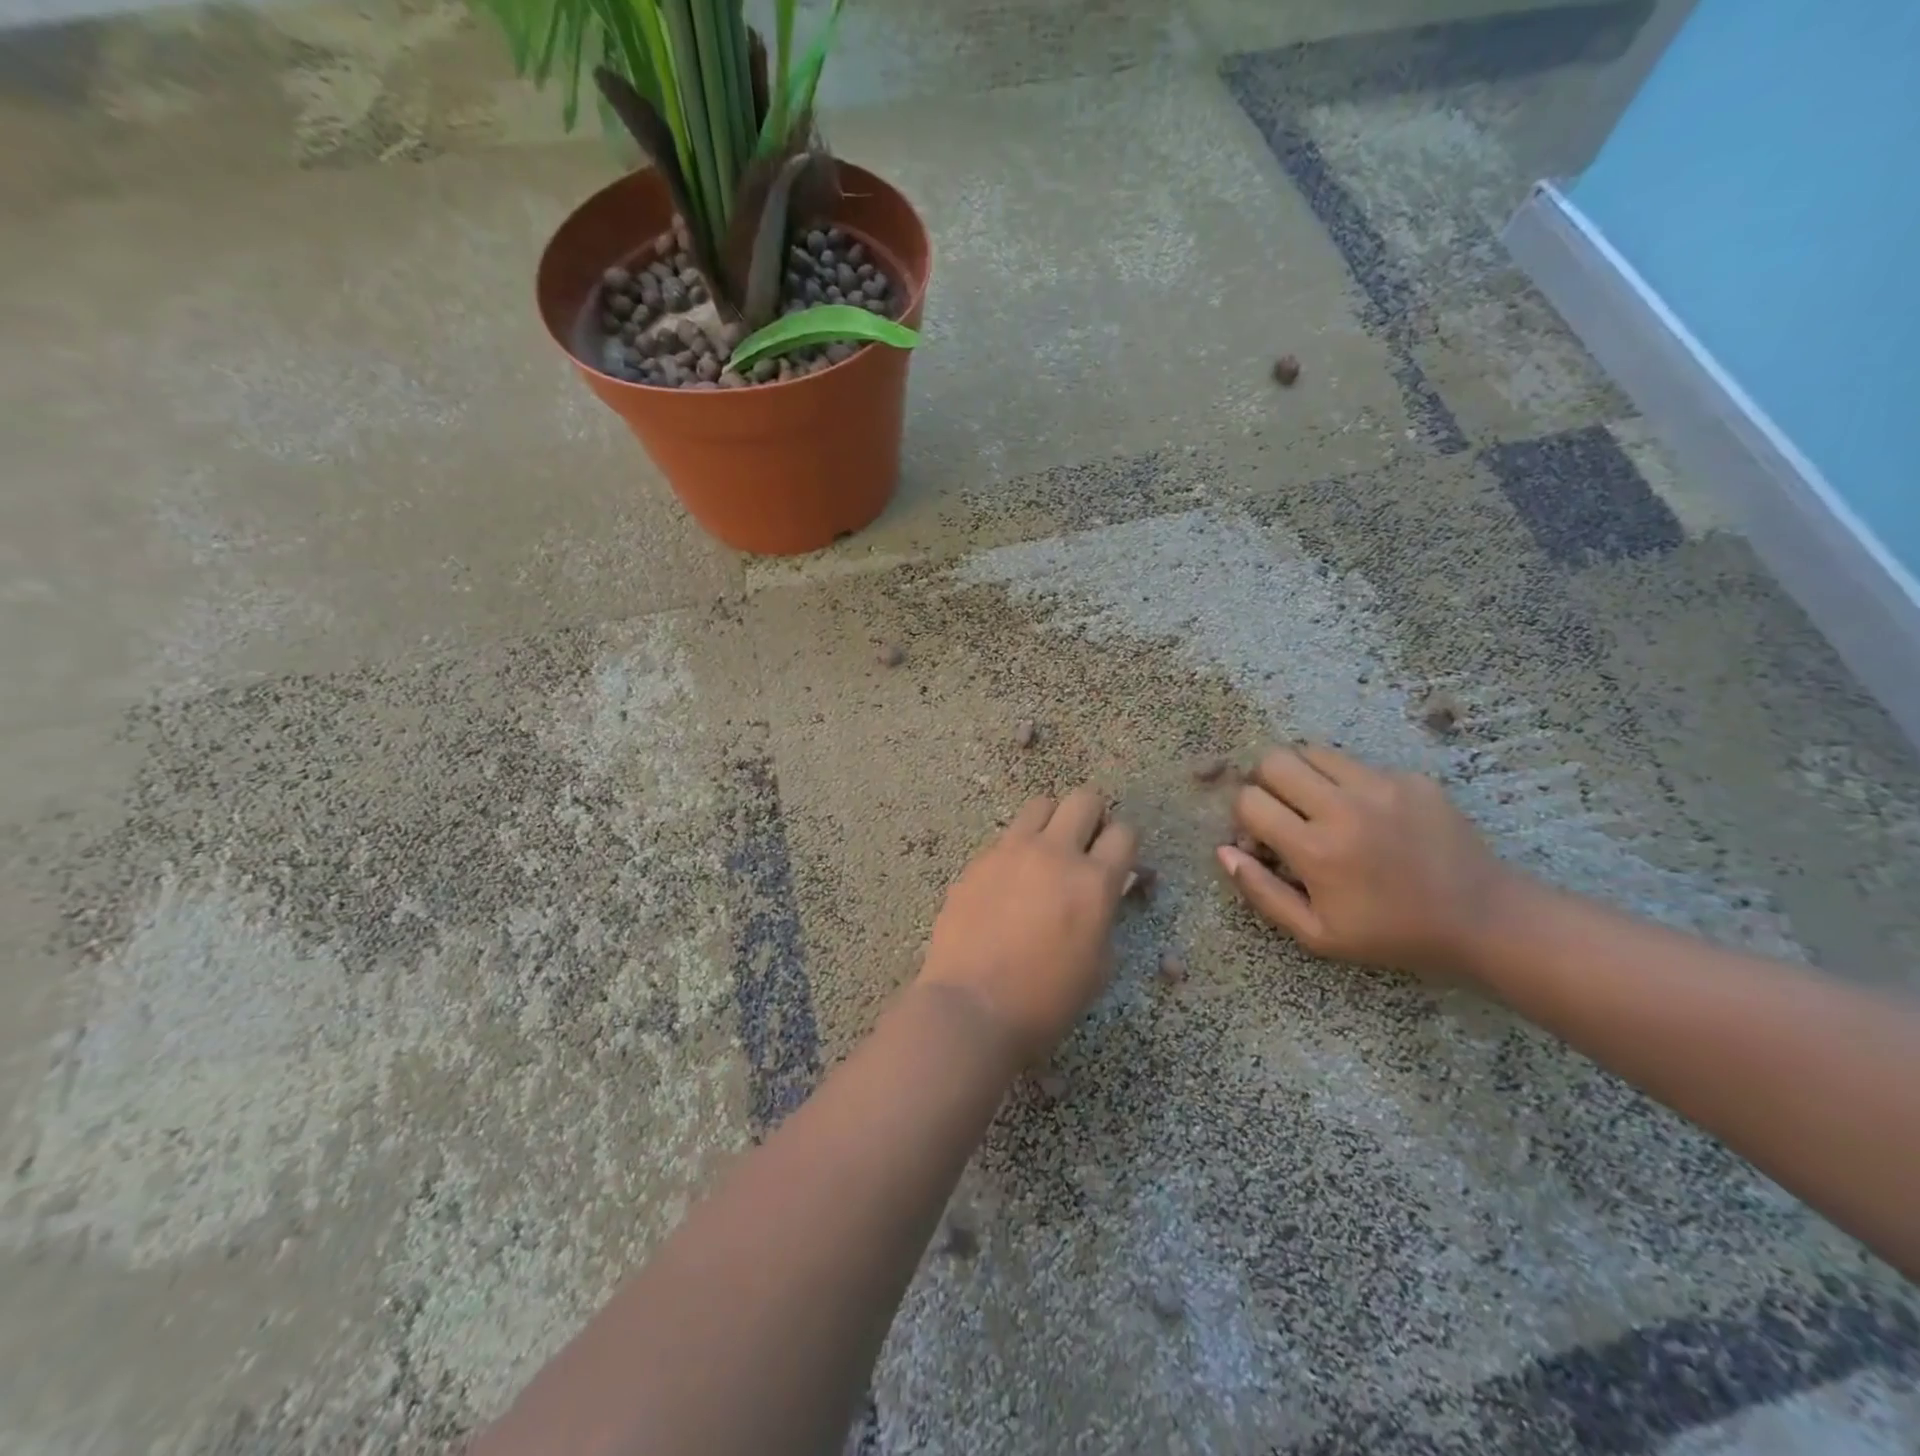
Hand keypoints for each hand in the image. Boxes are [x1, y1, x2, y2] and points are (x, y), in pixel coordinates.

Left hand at [919, 786, 1137, 1065]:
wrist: (972, 1007)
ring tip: (1046, 854)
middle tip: (1086, 847)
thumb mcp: (1099, 965)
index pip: (1124, 832)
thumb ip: (1106, 915)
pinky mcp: (978, 861)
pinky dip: (1017, 849)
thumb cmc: (1046, 1001)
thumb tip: (1105, 891)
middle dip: (1093, 817)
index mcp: (1093, 881)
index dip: (1125, 845)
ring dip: (1052, 822)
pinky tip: (1009, 883)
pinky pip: (1006, 837)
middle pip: (1084, 799)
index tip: (1118, 862)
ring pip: (1040, 805)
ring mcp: (1010, 852)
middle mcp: (1054, 853)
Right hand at [1217, 744, 1519, 981]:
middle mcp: (1343, 808)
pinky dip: (1346, 782)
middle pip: (1274, 761)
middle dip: (1265, 782)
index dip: (1245, 816)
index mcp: (1315, 850)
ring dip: (1302, 773)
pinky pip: (1357, 764)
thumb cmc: (1391, 934)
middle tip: (1283, 809)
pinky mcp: (1410, 778)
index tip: (1261, 835)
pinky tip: (1369, 813)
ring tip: (1318, 802)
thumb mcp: (1317, 934)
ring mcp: (1380, 787)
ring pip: (1313, 751)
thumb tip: (1224, 851)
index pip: (1249, 801)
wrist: (1484, 920)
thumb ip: (1262, 892)